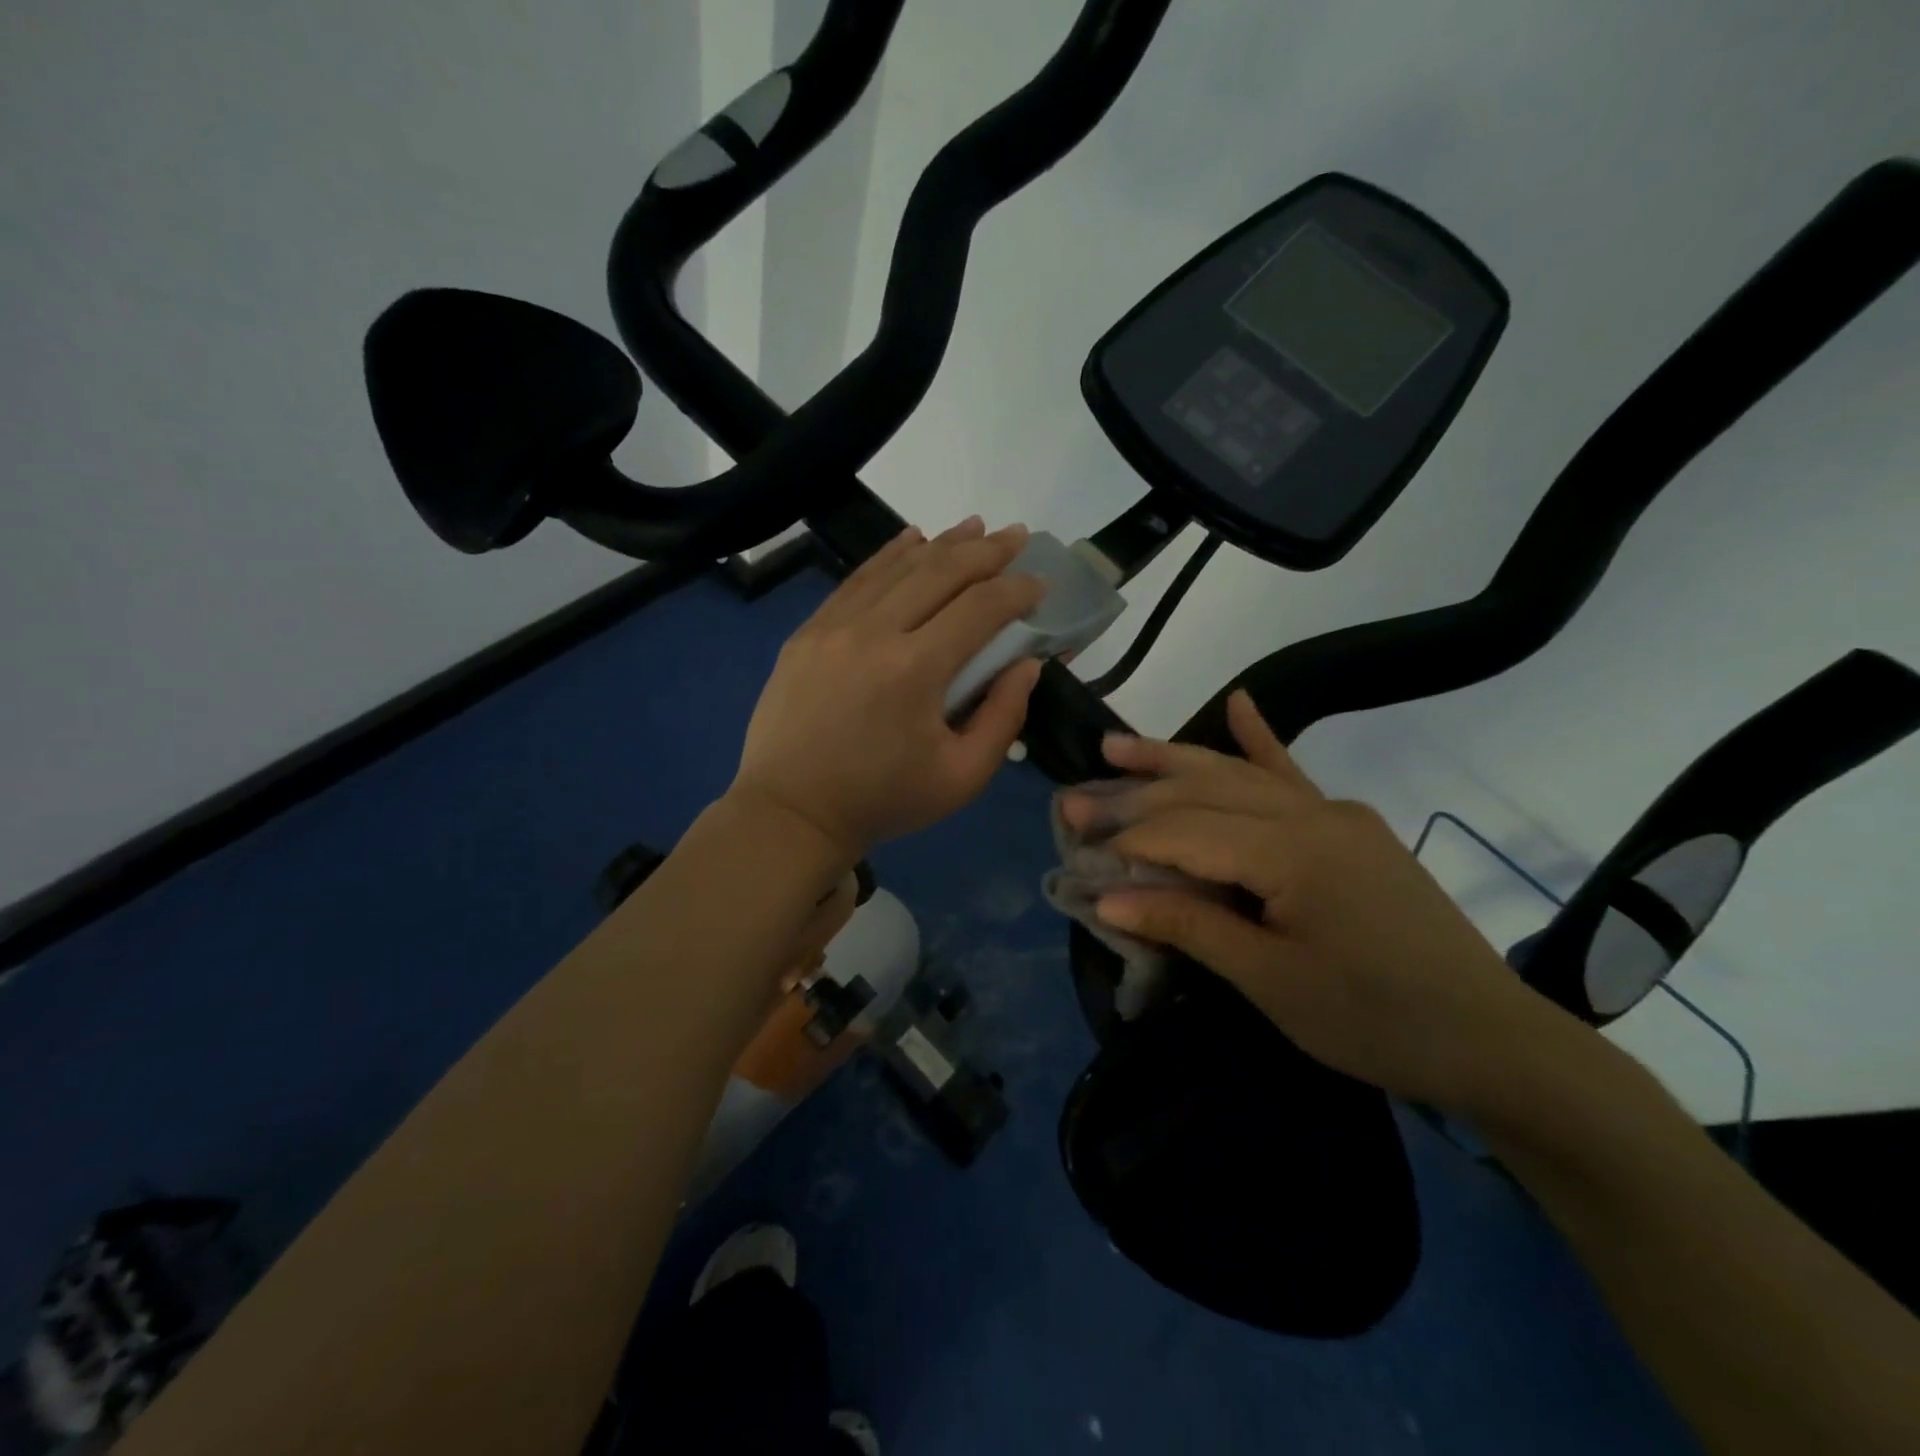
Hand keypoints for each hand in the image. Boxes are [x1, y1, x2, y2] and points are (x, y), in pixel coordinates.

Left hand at [730, 517, 1045, 862]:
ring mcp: (833, 627)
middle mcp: (873, 633)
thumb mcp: (961, 777)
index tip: (1039, 582)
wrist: (792, 812)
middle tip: (1017, 535)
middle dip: (986, 551)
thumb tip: (1027, 664)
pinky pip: (856, 580)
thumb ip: (1003, 717)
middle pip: (939, 572)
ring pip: (896, 567)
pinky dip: (889, 556)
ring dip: (941, 545)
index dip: (1016, 590)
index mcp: (915, 670)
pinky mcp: (808, 632)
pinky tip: (913, 540)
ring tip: (975, 528)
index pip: (979, 608)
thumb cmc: (883, 801)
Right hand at [1062, 691, 1559, 1115]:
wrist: (1493, 1040)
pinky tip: (1241, 702)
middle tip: (1073, 797)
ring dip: (1175, 758)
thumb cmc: (1375, 1020)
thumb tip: (1107, 895)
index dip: (1126, 839)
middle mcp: (1312, 815)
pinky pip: (1294, 775)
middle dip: (1134, 793)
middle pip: (1204, 791)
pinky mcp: (1351, 826)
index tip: (1075, 849)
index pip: (1186, 831)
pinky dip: (1262, 739)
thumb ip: (1190, 926)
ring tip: (1116, 743)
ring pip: (1238, 774)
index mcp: (1293, 852)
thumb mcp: (1272, 982)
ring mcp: (1335, 814)